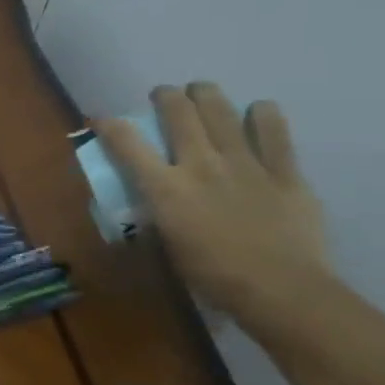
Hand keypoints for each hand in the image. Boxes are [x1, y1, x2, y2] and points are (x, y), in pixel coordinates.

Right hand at [96, 84, 332, 328]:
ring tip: (202, 92)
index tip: (100, 119)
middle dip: (165, 97)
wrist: (282, 292)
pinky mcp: (284, 171)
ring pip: (221, 110)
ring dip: (206, 95)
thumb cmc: (214, 278)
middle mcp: (201, 165)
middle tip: (164, 96)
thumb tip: (151, 206)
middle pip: (178, 112)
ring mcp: (245, 163)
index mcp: (166, 189)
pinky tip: (257, 112)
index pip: (126, 143)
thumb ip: (159, 217)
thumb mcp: (168, 247)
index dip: (108, 125)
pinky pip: (274, 130)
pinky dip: (263, 115)